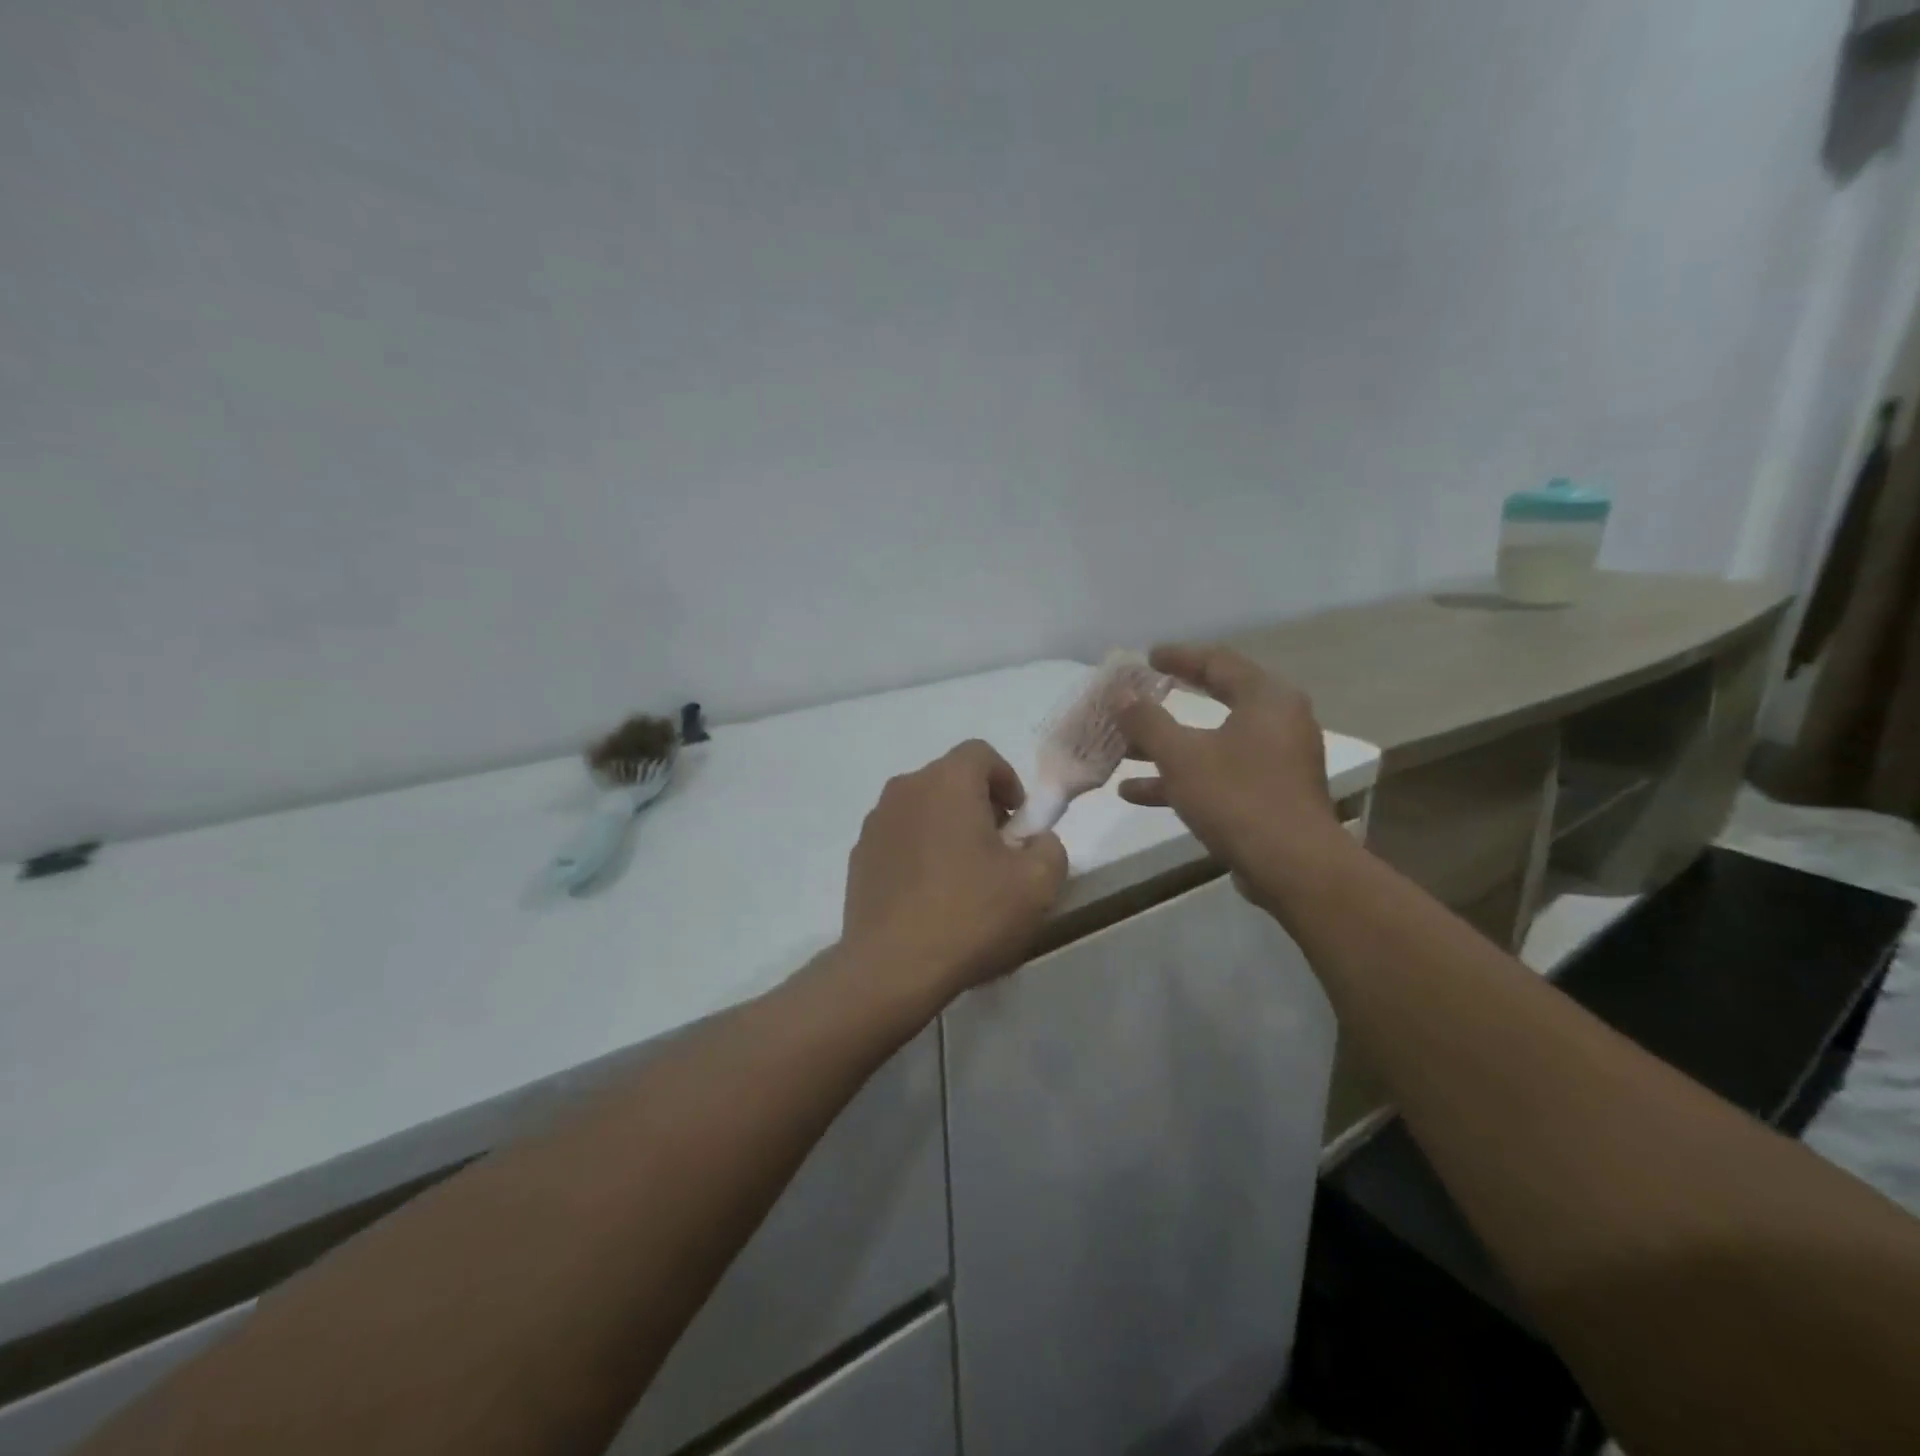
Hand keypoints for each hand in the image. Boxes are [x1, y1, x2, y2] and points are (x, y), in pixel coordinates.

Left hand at [842, 740, 1068, 1005]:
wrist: (892, 968)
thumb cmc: (970, 915)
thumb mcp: (1037, 884)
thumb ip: (1049, 846)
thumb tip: (1036, 840)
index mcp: (947, 782)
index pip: (981, 753)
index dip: (1007, 780)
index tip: (1019, 823)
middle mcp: (905, 789)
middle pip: (950, 780)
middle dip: (979, 806)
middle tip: (998, 852)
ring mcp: (875, 823)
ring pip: (923, 809)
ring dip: (947, 828)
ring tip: (963, 878)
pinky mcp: (858, 856)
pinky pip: (899, 838)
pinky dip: (919, 852)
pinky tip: (930, 897)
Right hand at [1116, 645, 1345, 905]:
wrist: (1292, 867)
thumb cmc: (1237, 798)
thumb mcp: (1181, 756)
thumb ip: (1147, 722)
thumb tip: (1121, 694)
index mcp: (1266, 699)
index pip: (1218, 662)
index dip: (1179, 657)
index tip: (1147, 657)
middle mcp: (1278, 722)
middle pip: (1216, 700)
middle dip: (1169, 703)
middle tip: (1139, 694)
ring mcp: (1276, 761)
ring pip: (1213, 742)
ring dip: (1167, 746)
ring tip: (1123, 750)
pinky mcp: (1270, 794)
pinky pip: (1219, 773)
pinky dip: (1183, 777)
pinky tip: (1135, 793)